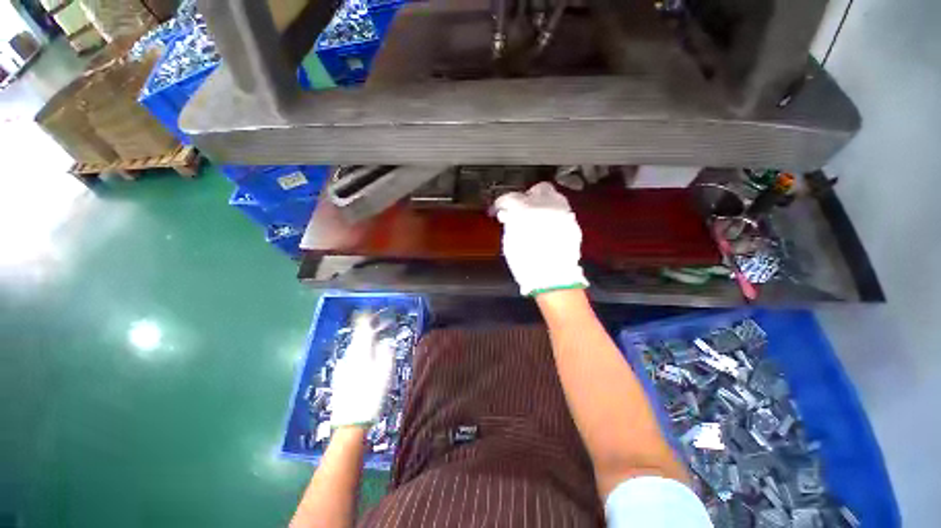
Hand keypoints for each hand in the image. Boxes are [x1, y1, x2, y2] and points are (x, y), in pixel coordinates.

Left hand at [329, 313, 394, 428]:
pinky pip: (351, 359)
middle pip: (358, 338)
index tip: (369, 311)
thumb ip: (386, 352)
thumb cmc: (371, 394)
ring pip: (355, 349)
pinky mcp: (339, 377)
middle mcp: (348, 356)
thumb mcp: (385, 371)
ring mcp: (342, 367)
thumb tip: (385, 342)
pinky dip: (360, 354)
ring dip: (365, 343)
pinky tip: (366, 363)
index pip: (362, 328)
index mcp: (360, 352)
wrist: (350, 423)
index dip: (365, 318)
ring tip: (376, 344)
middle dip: (368, 331)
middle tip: (380, 328)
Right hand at [494, 182, 588, 295]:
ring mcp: (563, 212)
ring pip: (553, 197)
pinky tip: (547, 226)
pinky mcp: (573, 222)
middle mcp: (547, 205)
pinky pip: (561, 210)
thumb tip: (508, 215)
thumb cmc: (526, 263)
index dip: (503, 202)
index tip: (500, 208)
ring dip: (543, 203)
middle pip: (538, 189)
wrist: (552, 278)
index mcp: (525, 210)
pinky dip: (552, 214)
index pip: (511, 197)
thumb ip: (510, 223)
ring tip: (536, 217)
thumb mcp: (510, 243)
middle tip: (520, 208)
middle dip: (528, 196)